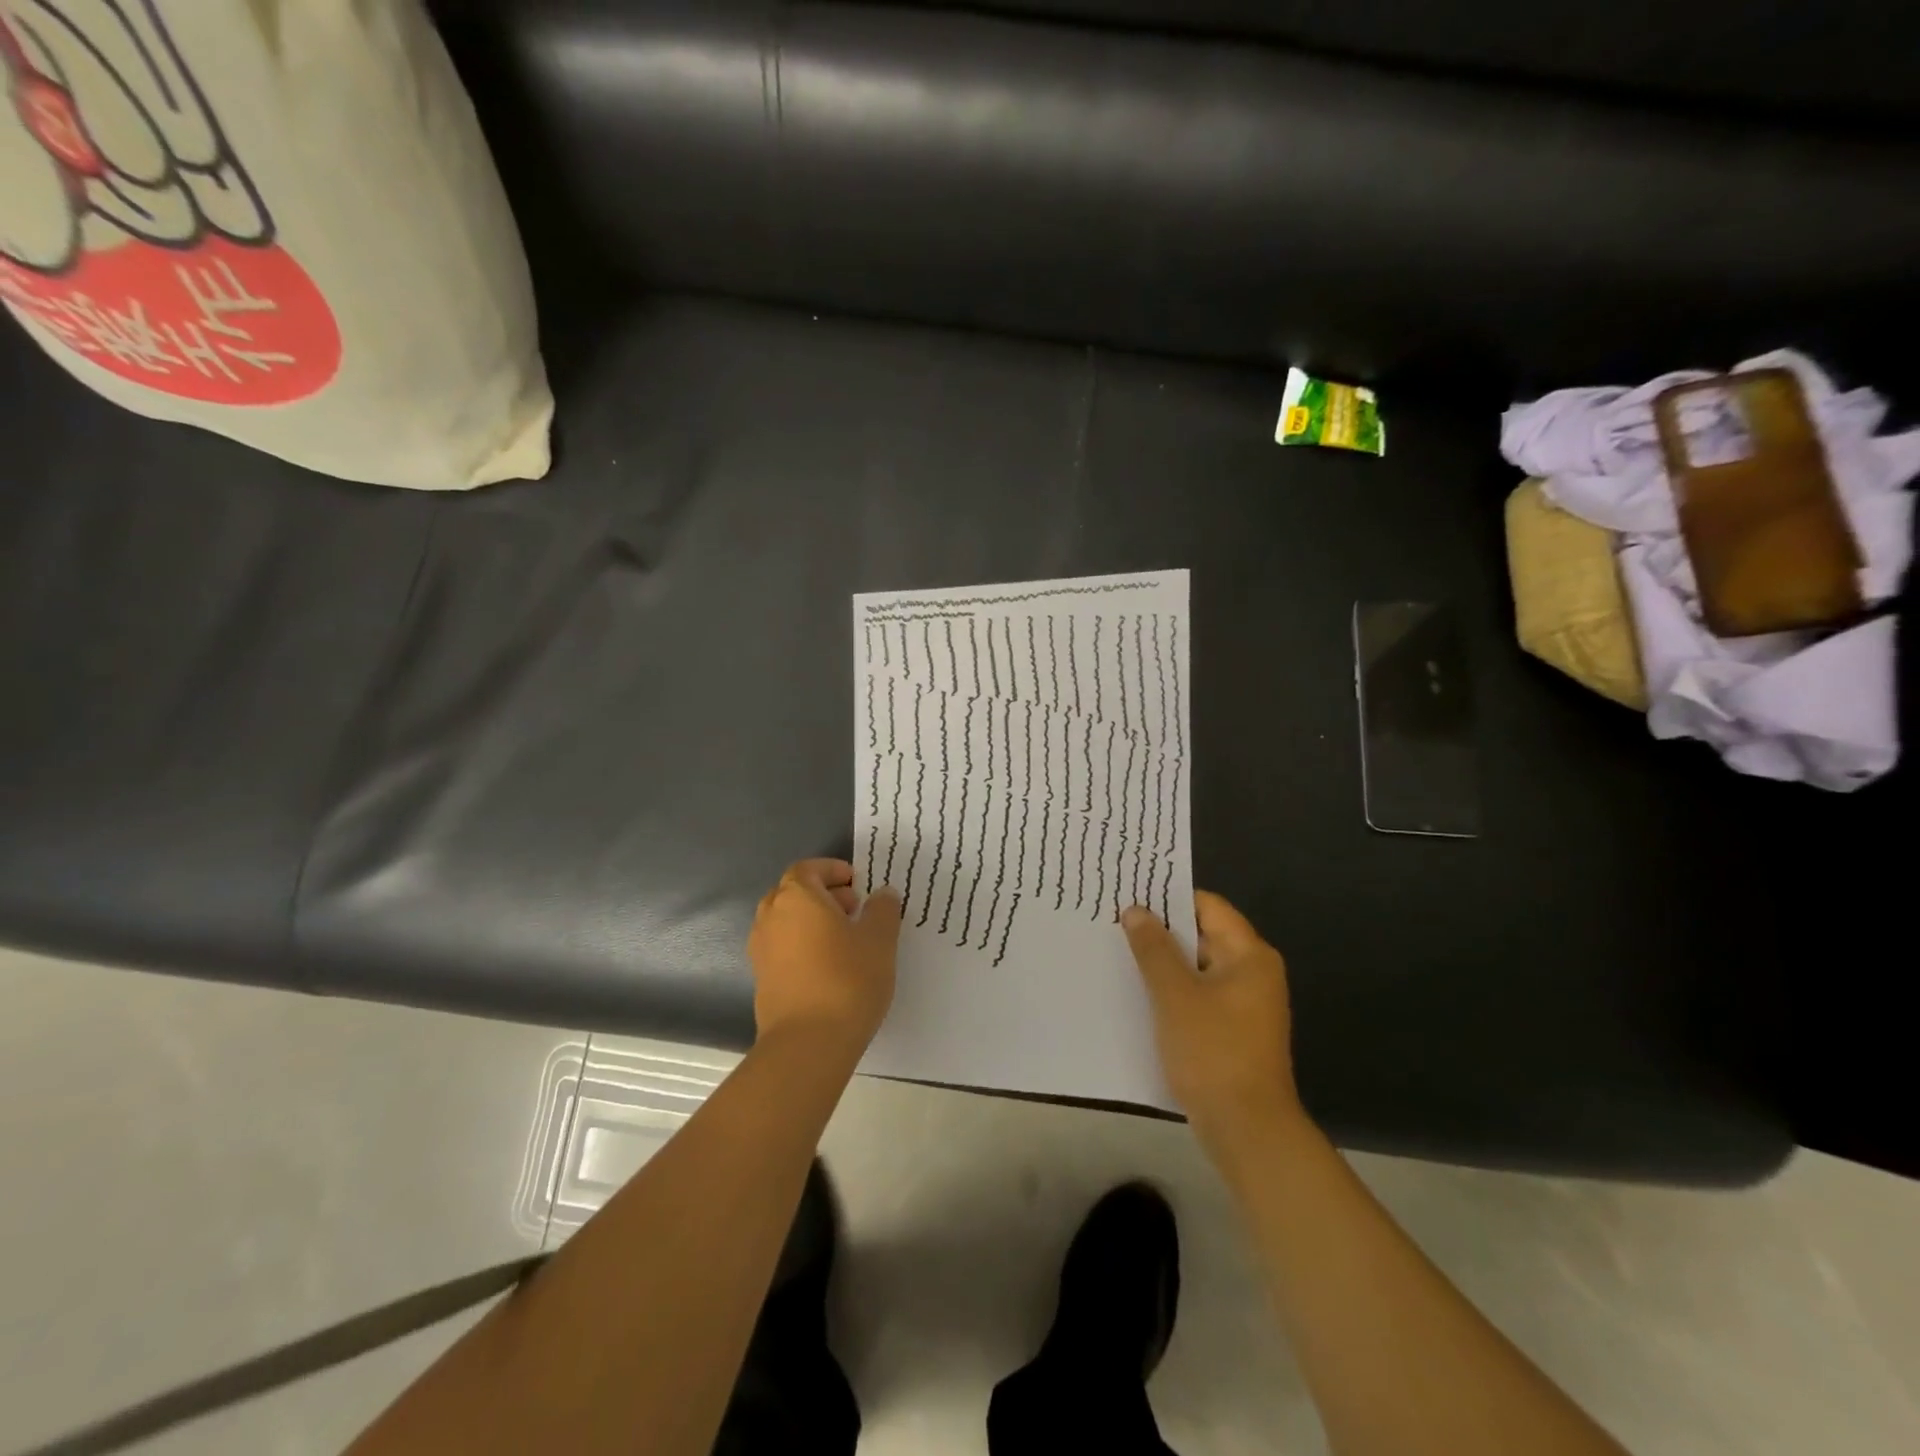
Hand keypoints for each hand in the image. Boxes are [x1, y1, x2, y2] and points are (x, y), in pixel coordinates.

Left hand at [748, 859, 901, 1054]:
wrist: (808, 1043)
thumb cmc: (847, 979)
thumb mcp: (879, 939)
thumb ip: (882, 909)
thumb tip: (881, 894)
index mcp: (797, 897)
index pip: (808, 869)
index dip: (832, 871)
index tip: (857, 883)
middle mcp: (771, 916)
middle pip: (794, 893)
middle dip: (824, 895)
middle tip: (855, 909)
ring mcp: (761, 950)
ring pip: (787, 921)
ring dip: (813, 921)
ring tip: (846, 940)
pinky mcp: (762, 979)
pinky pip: (783, 948)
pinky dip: (803, 945)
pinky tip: (830, 967)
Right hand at [1122, 893, 1302, 1149]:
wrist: (1247, 1130)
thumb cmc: (1213, 1051)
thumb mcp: (1174, 995)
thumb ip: (1153, 949)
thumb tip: (1136, 910)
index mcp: (1248, 955)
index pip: (1207, 906)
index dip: (1169, 898)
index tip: (1129, 895)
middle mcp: (1252, 973)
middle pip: (1202, 935)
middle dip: (1160, 931)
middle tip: (1114, 923)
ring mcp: (1244, 1004)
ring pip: (1197, 968)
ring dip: (1163, 963)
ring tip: (1118, 955)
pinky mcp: (1233, 1031)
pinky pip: (1199, 996)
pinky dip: (1172, 991)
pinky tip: (1139, 995)